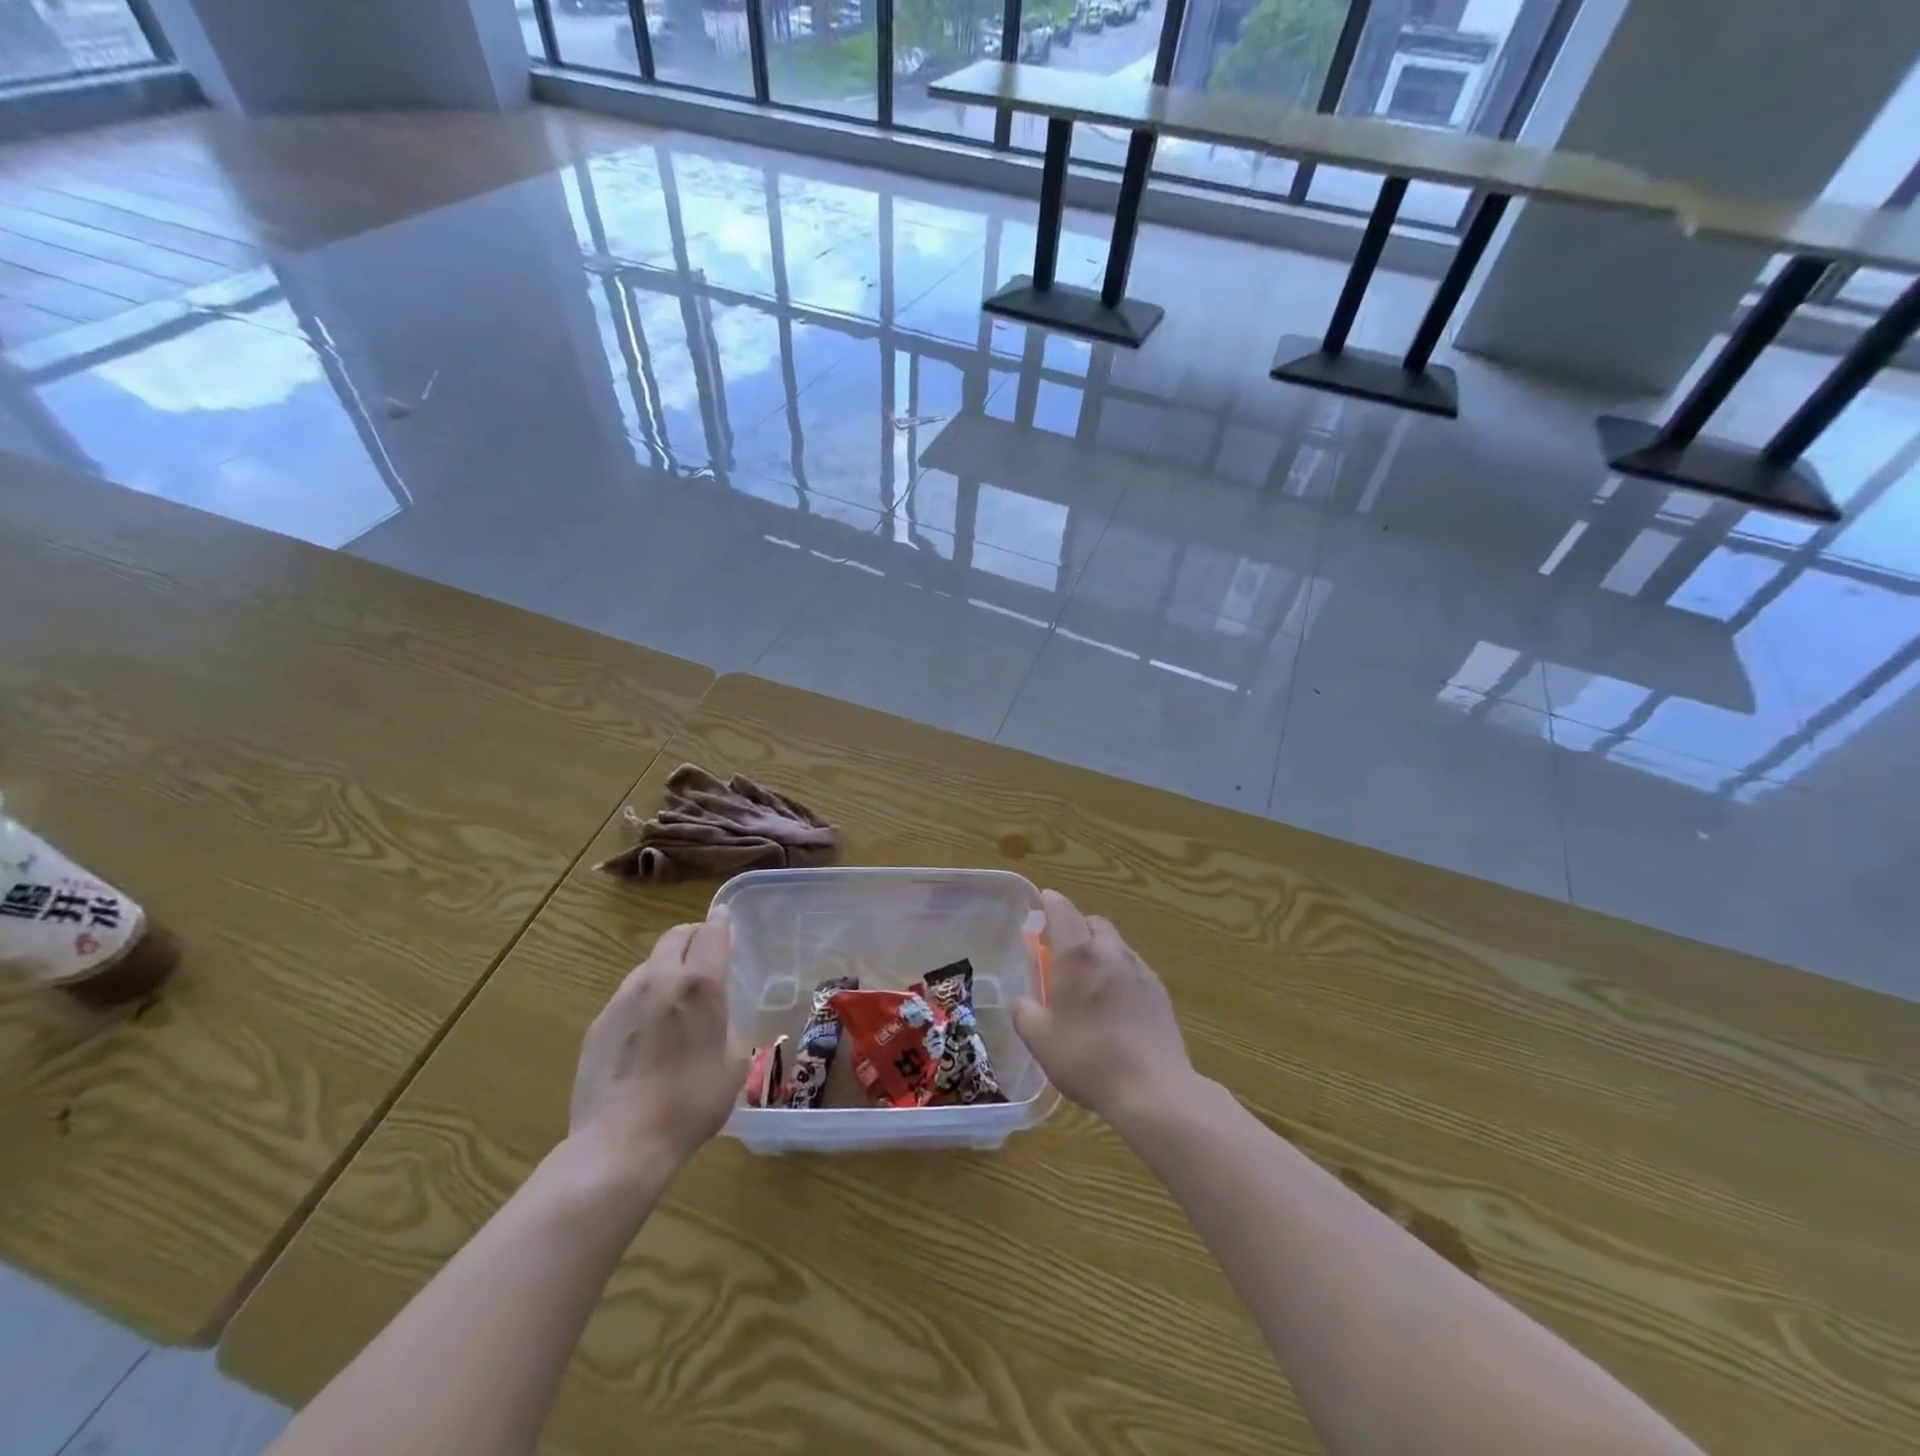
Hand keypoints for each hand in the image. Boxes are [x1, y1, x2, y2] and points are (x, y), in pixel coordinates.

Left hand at [569, 909, 747, 1174]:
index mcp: (700, 985)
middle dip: (691, 937)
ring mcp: (623, 1000)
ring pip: (648, 966)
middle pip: (674, 938)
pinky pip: (628, 997)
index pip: (711, 933)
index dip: (720, 922)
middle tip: (704, 953)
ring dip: (666, 968)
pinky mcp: (598, 1025)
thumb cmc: (691, 1102)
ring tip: (675, 997)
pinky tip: (648, 1033)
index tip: (725, 919)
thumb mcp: (734, 1063)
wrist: (621, 1144)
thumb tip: (716, 1017)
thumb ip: (728, 1025)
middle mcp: (660, 980)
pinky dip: (644, 999)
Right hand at [1012, 889, 1195, 1125]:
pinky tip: (1113, 1004)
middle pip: (1092, 922)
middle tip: (1061, 950)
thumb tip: (1023, 1001)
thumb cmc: (1087, 1059)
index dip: (1050, 902)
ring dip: (1099, 950)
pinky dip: (1117, 973)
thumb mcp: (1039, 1039)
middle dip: (1076, 927)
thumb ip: (1024, 1011)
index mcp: (1077, 955)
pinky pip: (1132, 968)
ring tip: (1088, 980)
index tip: (1043, 902)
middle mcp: (1111, 951)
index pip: (1062, 910)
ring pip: (1115, 945)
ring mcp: (1140, 970)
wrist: (1153, 1090)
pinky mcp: (1159, 991)